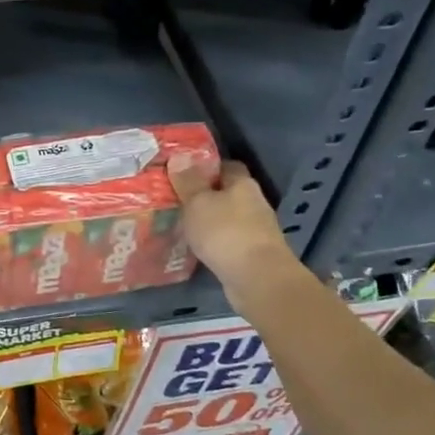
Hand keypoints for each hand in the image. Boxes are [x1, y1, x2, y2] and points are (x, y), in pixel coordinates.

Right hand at [167, 157, 303, 305]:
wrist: (257, 278)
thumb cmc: (225, 232)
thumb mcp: (198, 202)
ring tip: (182, 225)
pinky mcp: (252, 254)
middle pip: (228, 193)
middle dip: (206, 196)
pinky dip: (214, 242)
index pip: (227, 166)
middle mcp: (254, 203)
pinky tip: (197, 248)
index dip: (206, 167)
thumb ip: (188, 181)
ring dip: (210, 221)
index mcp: (243, 184)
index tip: (184, 173)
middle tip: (177, 200)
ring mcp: (256, 230)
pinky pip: (229, 241)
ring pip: (228, 218)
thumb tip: (179, 156)